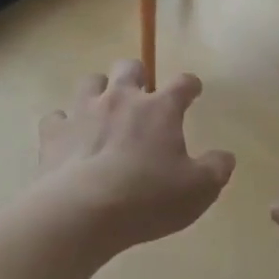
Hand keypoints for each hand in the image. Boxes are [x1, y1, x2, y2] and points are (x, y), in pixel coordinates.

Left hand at [35, 60, 235, 253]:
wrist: (82, 212)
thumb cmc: (148, 198)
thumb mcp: (198, 190)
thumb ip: (216, 169)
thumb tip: (225, 156)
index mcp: (159, 109)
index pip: (182, 83)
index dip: (190, 85)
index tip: (192, 91)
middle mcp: (120, 99)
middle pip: (129, 67)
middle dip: (138, 76)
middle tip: (141, 96)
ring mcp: (83, 111)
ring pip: (90, 81)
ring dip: (99, 90)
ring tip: (103, 110)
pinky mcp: (53, 132)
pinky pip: (56, 117)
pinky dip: (63, 124)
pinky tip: (68, 139)